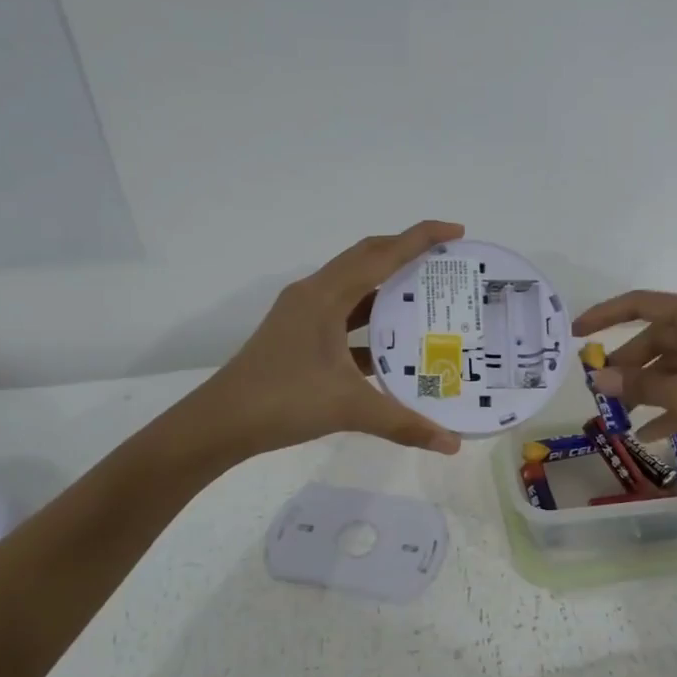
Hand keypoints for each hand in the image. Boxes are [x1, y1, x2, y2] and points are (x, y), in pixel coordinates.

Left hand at [199, 221, 466, 458]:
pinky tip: (395, 343)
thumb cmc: (283, 401)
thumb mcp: (350, 409)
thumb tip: (452, 444)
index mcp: (325, 296)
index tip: (456, 232)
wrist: (220, 423)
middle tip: (447, 263)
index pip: (381, 254)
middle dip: (408, 253)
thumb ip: (404, 424)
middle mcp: (314, 295)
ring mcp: (304, 315)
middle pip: (368, 259)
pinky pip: (344, 315)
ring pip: (355, 287)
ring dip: (389, 287)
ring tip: (428, 297)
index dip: (420, 238)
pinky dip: (371, 321)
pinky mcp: (299, 335)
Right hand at [570, 291, 676, 474]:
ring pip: (674, 364)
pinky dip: (671, 403)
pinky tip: (650, 432)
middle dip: (628, 365)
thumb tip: (599, 378)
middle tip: (602, 390)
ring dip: (647, 387)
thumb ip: (637, 384)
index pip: (642, 304)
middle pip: (657, 338)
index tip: (576, 333)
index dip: (605, 316)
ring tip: (621, 414)